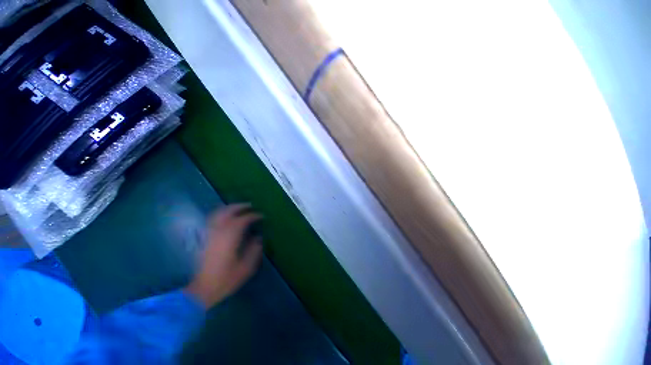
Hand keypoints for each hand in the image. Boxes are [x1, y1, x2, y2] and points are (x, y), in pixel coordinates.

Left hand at [185, 204, 262, 307]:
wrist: (197, 291)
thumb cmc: (223, 279)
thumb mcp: (245, 268)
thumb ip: (254, 250)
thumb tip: (258, 238)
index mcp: (230, 236)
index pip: (244, 219)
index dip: (254, 215)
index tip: (261, 216)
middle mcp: (218, 231)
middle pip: (229, 211)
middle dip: (240, 206)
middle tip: (250, 206)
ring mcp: (207, 233)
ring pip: (218, 213)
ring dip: (230, 208)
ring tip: (239, 209)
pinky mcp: (201, 238)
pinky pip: (211, 219)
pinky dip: (220, 214)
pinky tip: (225, 218)